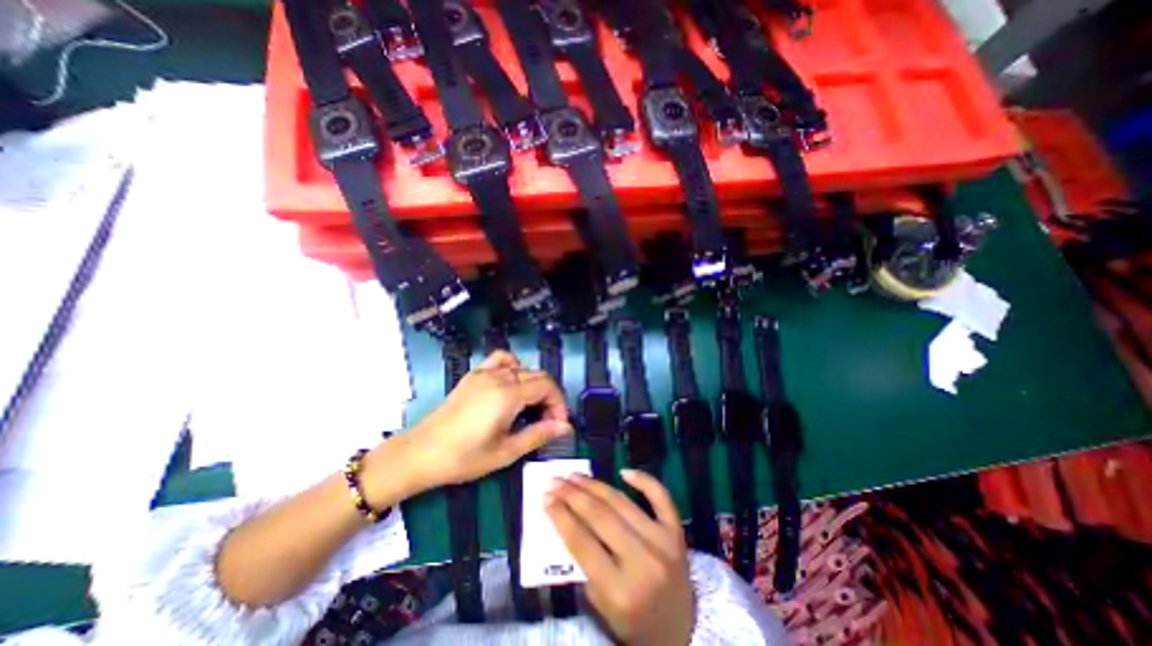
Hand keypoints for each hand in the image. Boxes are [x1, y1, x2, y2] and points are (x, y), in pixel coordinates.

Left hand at [380, 350, 572, 491]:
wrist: (421, 453)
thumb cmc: (464, 457)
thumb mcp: (506, 452)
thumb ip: (539, 434)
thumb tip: (565, 427)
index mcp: (508, 395)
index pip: (547, 386)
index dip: (559, 404)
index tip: (558, 425)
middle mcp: (499, 377)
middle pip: (538, 375)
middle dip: (549, 396)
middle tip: (548, 421)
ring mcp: (485, 373)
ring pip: (523, 368)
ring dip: (534, 384)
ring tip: (531, 406)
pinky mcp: (474, 375)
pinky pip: (500, 360)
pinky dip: (514, 367)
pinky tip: (511, 384)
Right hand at [545, 469, 696, 645]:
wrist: (681, 632)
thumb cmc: (634, 622)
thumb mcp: (601, 606)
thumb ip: (584, 564)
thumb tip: (567, 517)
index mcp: (621, 591)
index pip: (582, 542)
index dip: (560, 516)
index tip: (545, 496)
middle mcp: (643, 561)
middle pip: (600, 516)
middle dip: (572, 495)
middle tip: (555, 480)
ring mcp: (663, 542)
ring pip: (622, 502)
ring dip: (595, 485)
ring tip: (575, 475)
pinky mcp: (677, 532)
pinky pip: (661, 497)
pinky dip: (643, 480)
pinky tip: (623, 471)